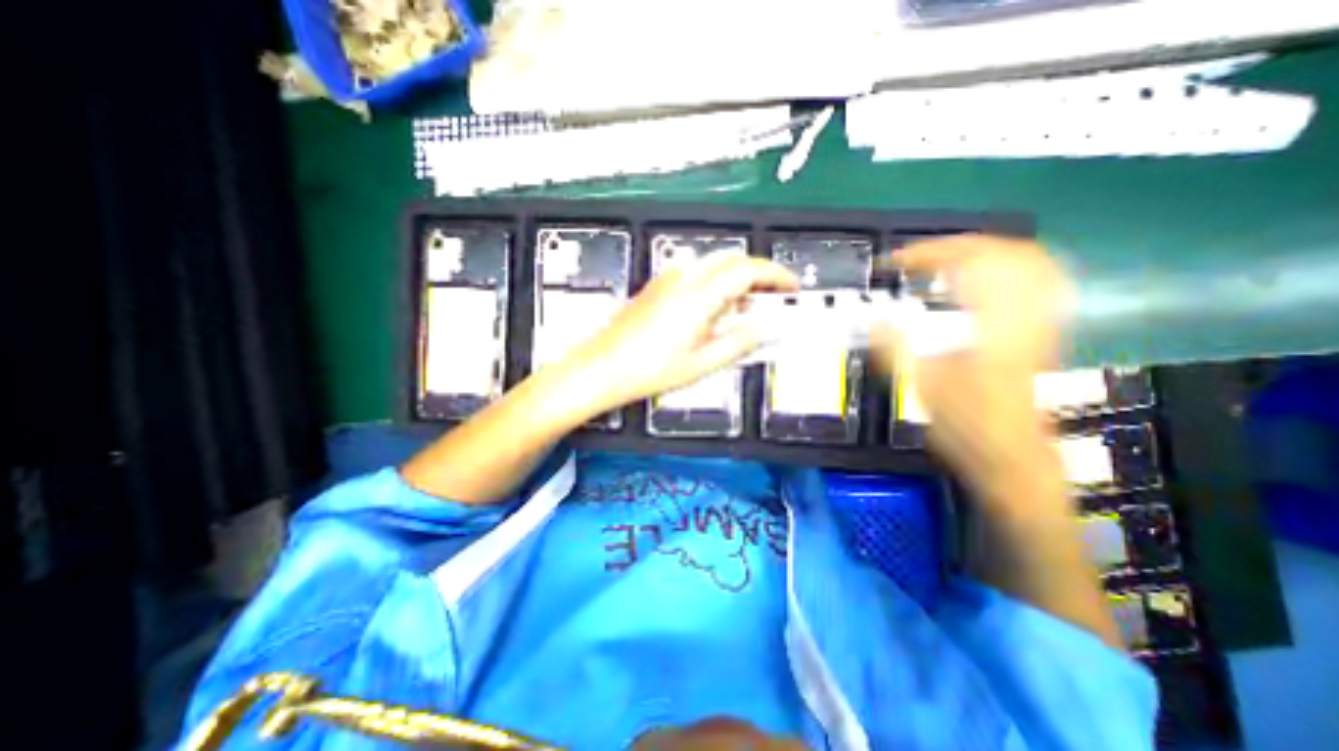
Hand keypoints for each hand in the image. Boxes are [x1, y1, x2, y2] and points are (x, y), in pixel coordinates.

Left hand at [563, 256, 792, 412]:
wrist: (604, 367)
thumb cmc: (648, 368)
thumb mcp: (704, 362)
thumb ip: (741, 342)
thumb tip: (767, 329)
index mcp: (699, 295)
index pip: (749, 270)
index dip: (776, 276)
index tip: (792, 287)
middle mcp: (684, 278)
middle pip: (733, 259)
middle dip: (759, 274)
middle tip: (774, 298)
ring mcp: (668, 279)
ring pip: (715, 263)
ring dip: (737, 278)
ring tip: (747, 309)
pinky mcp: (658, 286)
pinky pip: (696, 273)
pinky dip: (716, 283)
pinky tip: (716, 310)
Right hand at [876, 235, 1073, 505]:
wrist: (1012, 455)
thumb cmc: (965, 425)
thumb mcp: (921, 387)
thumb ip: (894, 346)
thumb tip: (870, 315)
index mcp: (993, 325)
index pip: (968, 264)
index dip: (927, 254)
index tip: (893, 263)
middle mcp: (1025, 315)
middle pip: (1003, 251)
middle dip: (955, 246)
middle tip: (918, 258)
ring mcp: (1039, 321)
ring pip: (1027, 261)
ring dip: (982, 251)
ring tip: (944, 261)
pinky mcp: (1040, 331)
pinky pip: (1035, 281)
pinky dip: (1005, 268)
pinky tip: (981, 280)